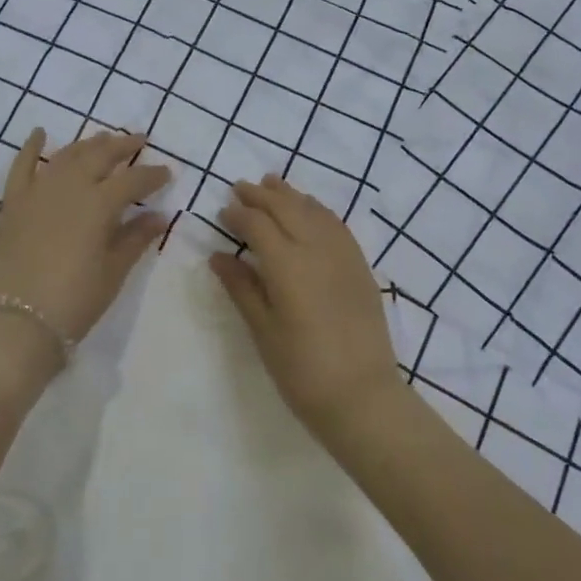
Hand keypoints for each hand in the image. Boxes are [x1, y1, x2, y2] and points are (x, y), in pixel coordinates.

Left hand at [0, 129, 170, 383]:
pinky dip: (30, 147)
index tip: (168, 172)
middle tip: (140, 140)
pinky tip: (40, 132)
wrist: (16, 322)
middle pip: (100, 155)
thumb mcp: (113, 272)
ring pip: (67, 155)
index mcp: (99, 204)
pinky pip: (22, 166)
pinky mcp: (14, 202)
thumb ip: (135, 238)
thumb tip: (158, 216)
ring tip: (104, 139)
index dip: (153, 174)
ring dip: (88, 144)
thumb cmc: (74, 301)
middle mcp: (70, 187)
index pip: (133, 179)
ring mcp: (38, 191)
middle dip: (123, 146)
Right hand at [210, 174, 404, 442]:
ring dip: (290, 195)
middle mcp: (315, 248)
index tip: (223, 212)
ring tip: (272, 183)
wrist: (362, 396)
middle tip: (240, 187)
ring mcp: (342, 254)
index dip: (238, 214)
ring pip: (312, 210)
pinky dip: (317, 209)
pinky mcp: (360, 265)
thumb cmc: (302, 369)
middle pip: (285, 208)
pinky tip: (310, 208)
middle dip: (261, 195)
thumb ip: (241, 287)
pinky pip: (336, 224)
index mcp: (286, 264)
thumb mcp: (262, 330)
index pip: (257, 224)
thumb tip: (218, 256)